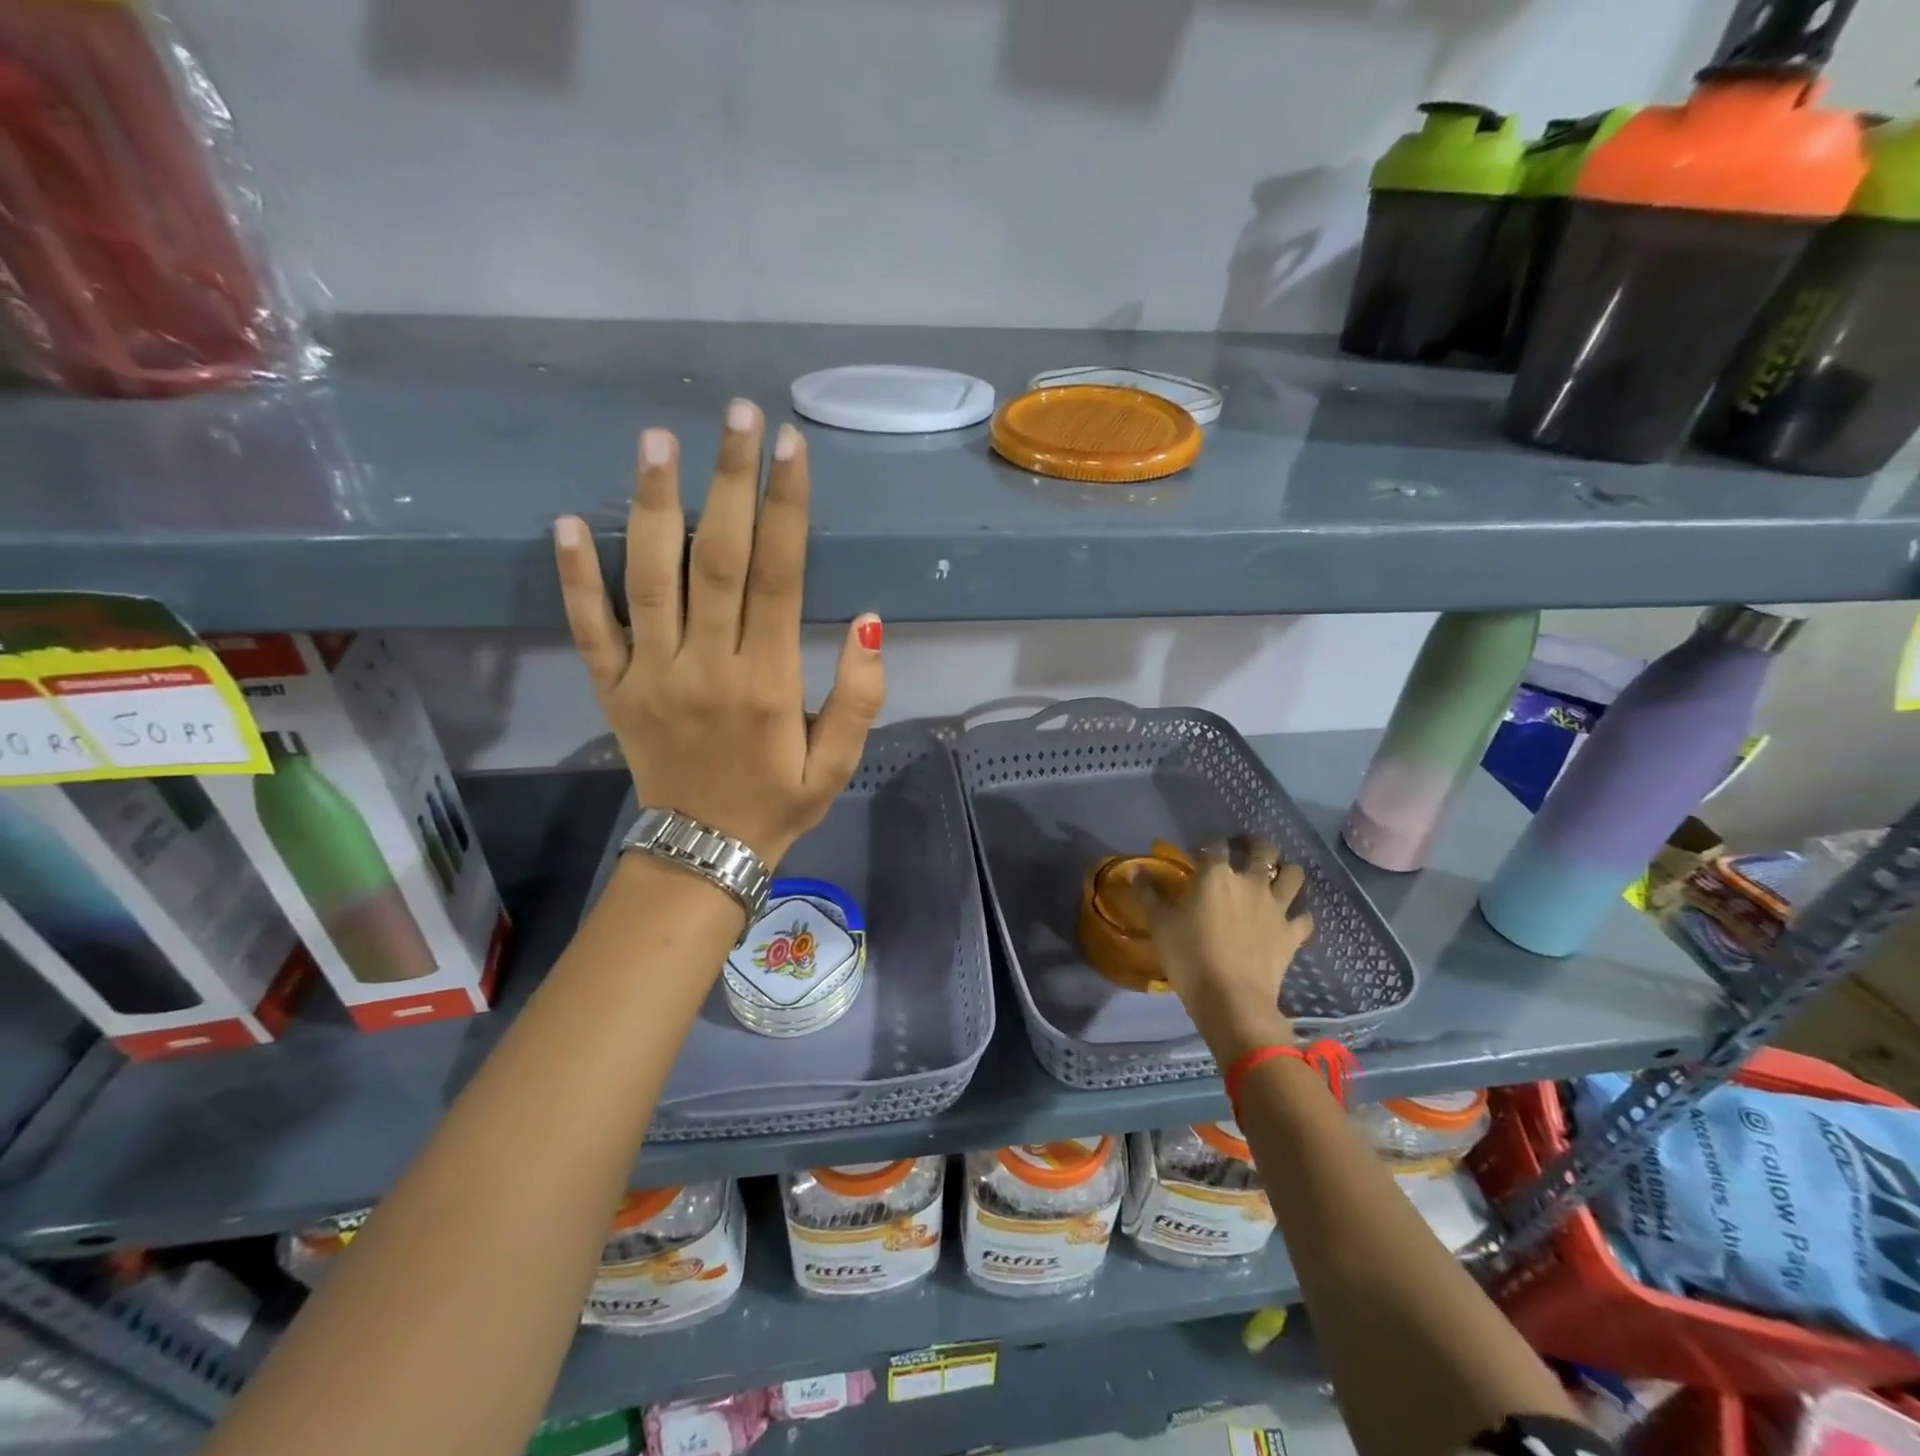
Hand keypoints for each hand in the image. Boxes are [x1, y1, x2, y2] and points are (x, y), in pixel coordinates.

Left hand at [553, 400, 885, 866]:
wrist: (703, 854)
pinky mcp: (614, 689)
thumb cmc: (778, 803)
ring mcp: (651, 675)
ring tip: (657, 441)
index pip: (779, 577)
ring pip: (649, 579)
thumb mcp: (838, 764)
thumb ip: (860, 695)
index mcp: (768, 681)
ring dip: (653, 506)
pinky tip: (568, 520)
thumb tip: (870, 619)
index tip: (790, 447)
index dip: (786, 508)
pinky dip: (574, 577)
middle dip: (729, 481)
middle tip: (736, 413)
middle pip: (717, 559)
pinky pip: (588, 628)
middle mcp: (708, 666)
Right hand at [1147, 840, 1313, 1063]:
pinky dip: (1298, 915)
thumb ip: (1148, 894)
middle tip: (1243, 850)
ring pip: (1293, 874)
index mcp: (1216, 875)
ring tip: (1273, 877)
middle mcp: (1250, 882)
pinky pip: (1304, 917)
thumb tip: (1135, 871)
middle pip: (1263, 848)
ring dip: (1285, 871)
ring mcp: (1276, 907)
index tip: (1199, 849)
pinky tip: (1289, 919)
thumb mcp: (1160, 924)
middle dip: (1254, 844)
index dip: (1208, 841)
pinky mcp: (1292, 934)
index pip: (1215, 843)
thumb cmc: (1189, 957)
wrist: (1231, 999)